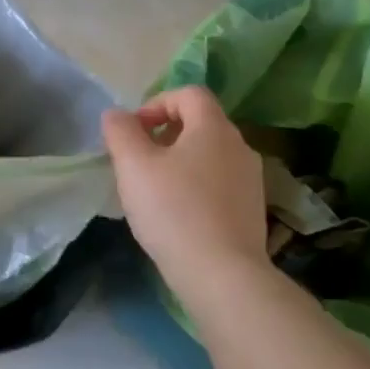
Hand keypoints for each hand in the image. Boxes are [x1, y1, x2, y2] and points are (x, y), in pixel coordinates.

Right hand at [102, 86, 273, 309]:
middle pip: (200, 124)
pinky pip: (219, 183)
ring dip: (180, 162)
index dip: (157, 103)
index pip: (189, 94)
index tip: (134, 131)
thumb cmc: (173, 210)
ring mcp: (251, 180)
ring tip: (154, 190)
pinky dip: (196, 187)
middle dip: (165, 134)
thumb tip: (117, 115)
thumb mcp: (133, 165)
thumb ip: (120, 131)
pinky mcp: (252, 210)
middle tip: (138, 161)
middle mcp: (240, 146)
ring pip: (209, 155)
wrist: (222, 275)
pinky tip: (177, 215)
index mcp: (213, 128)